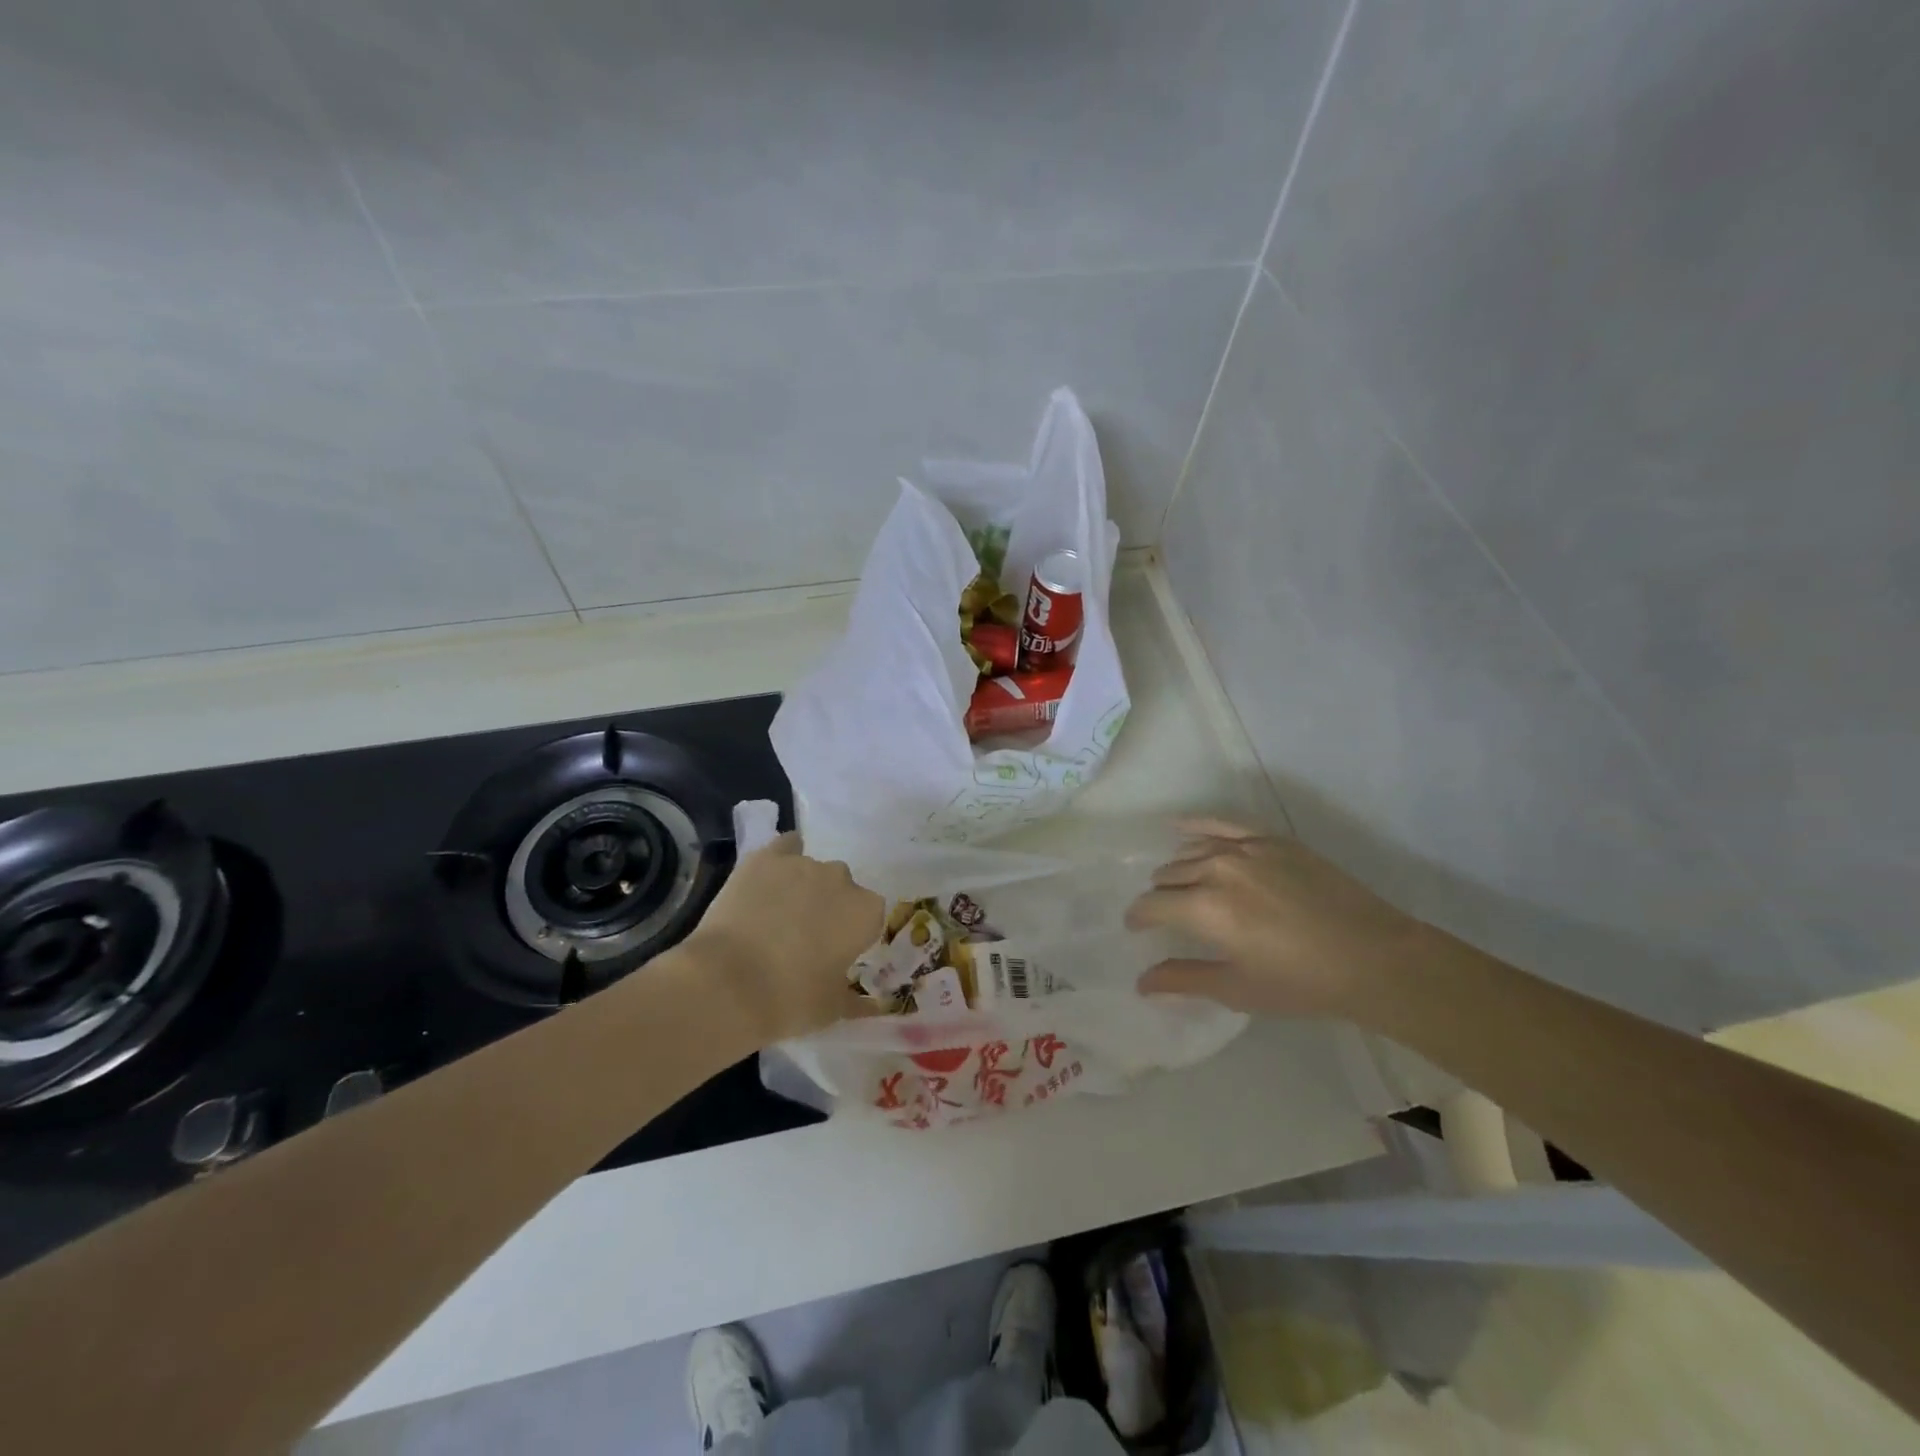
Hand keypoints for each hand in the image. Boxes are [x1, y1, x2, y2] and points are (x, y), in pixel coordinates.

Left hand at [685, 834, 883, 1043]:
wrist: (727, 984)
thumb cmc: (790, 1000)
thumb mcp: (831, 1010)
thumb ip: (858, 1003)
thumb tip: (875, 1007)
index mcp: (865, 912)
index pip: (869, 917)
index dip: (852, 935)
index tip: (835, 954)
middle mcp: (841, 879)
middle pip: (842, 889)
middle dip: (829, 908)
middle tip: (805, 939)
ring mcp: (802, 863)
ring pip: (811, 871)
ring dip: (803, 888)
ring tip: (775, 918)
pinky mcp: (765, 858)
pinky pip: (784, 847)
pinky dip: (781, 860)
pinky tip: (769, 878)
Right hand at [1125, 819, 1422, 1019]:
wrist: (1374, 957)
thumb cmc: (1302, 983)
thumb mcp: (1238, 989)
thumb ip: (1184, 979)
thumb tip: (1141, 982)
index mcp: (1204, 909)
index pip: (1152, 905)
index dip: (1139, 919)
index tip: (1138, 929)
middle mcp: (1216, 870)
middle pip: (1168, 876)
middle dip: (1161, 896)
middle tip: (1169, 916)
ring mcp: (1245, 848)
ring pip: (1191, 851)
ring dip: (1178, 869)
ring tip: (1182, 885)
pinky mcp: (1270, 839)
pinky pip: (1221, 823)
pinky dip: (1196, 824)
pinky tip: (1179, 826)